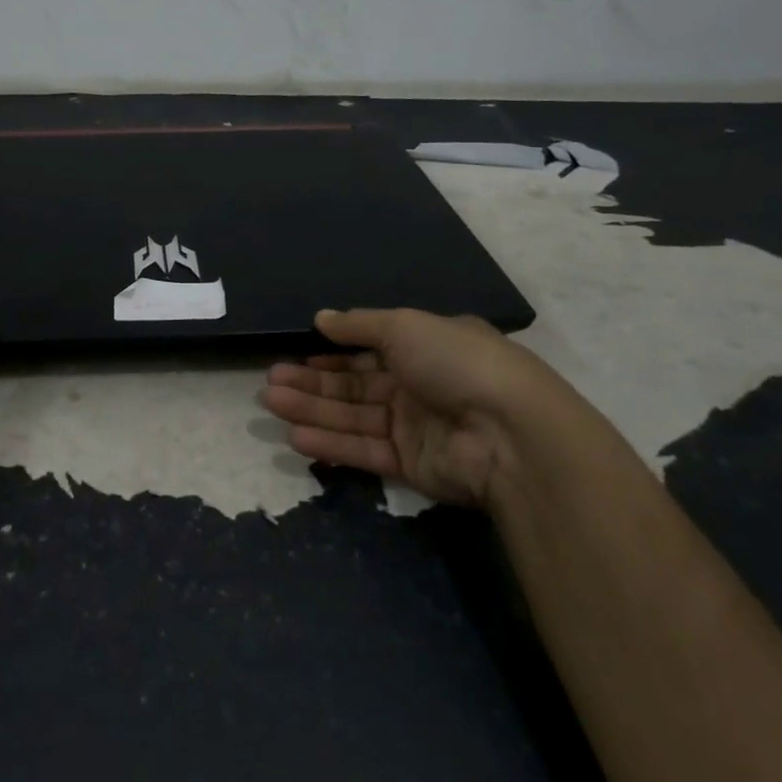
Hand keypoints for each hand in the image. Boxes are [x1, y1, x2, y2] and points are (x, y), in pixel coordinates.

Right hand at [260, 307, 603, 506]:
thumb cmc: (456, 363)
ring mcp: (415, 426)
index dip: (332, 354)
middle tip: (270, 383)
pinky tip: (296, 437)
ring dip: (311, 410)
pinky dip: (332, 443)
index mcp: (426, 347)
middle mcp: (420, 385)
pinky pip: (364, 449)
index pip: (370, 350)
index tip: (297, 356)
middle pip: (355, 384)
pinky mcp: (412, 464)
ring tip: (271, 404)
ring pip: (353, 416)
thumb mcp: (405, 327)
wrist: (511, 434)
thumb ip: (359, 325)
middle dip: (312, 383)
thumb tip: (321, 318)